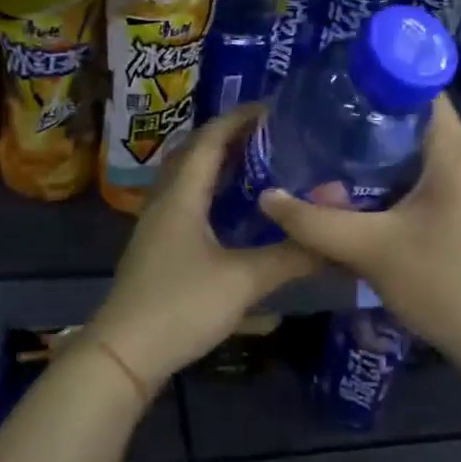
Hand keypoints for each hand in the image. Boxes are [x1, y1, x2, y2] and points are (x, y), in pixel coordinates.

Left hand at [90, 105, 319, 390]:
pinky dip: (211, 190)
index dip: (240, 118)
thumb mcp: (243, 281)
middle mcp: (165, 200)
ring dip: (219, 163)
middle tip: (272, 133)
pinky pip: (187, 200)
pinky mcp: (159, 246)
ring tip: (259, 161)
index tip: (275, 107)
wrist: (125, 354)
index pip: (210, 139)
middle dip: (231, 136)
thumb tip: (335, 238)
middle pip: (196, 152)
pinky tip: (234, 208)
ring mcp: (158, 224)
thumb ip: (291, 256)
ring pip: (188, 177)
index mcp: (182, 194)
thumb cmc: (181, 306)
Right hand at [254, 93, 460, 357]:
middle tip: (325, 130)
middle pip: (420, 126)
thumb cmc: (443, 284)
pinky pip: (434, 184)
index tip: (340, 92)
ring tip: (336, 162)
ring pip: (425, 158)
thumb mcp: (370, 250)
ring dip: (384, 159)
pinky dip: (400, 184)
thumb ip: (314, 223)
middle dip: (373, 125)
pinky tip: (368, 202)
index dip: (382, 84)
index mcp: (456, 157)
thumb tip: (267, 198)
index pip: (423, 94)